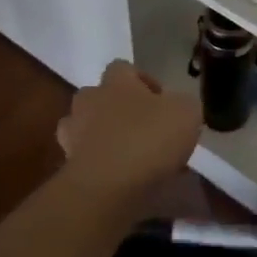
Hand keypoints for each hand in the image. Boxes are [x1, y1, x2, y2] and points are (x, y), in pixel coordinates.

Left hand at [57, 61, 202, 203]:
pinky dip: (104, 166)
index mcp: (116, 82)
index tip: (161, 101)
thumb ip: (182, 104)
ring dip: (107, 138)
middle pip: (101, 97)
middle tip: (146, 129)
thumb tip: (177, 107)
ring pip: (89, 129)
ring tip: (133, 158)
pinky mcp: (69, 167)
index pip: (123, 68)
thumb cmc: (148, 139)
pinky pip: (89, 160)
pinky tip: (125, 181)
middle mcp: (89, 101)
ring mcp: (73, 135)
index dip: (143, 81)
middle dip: (120, 110)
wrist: (107, 188)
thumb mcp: (186, 113)